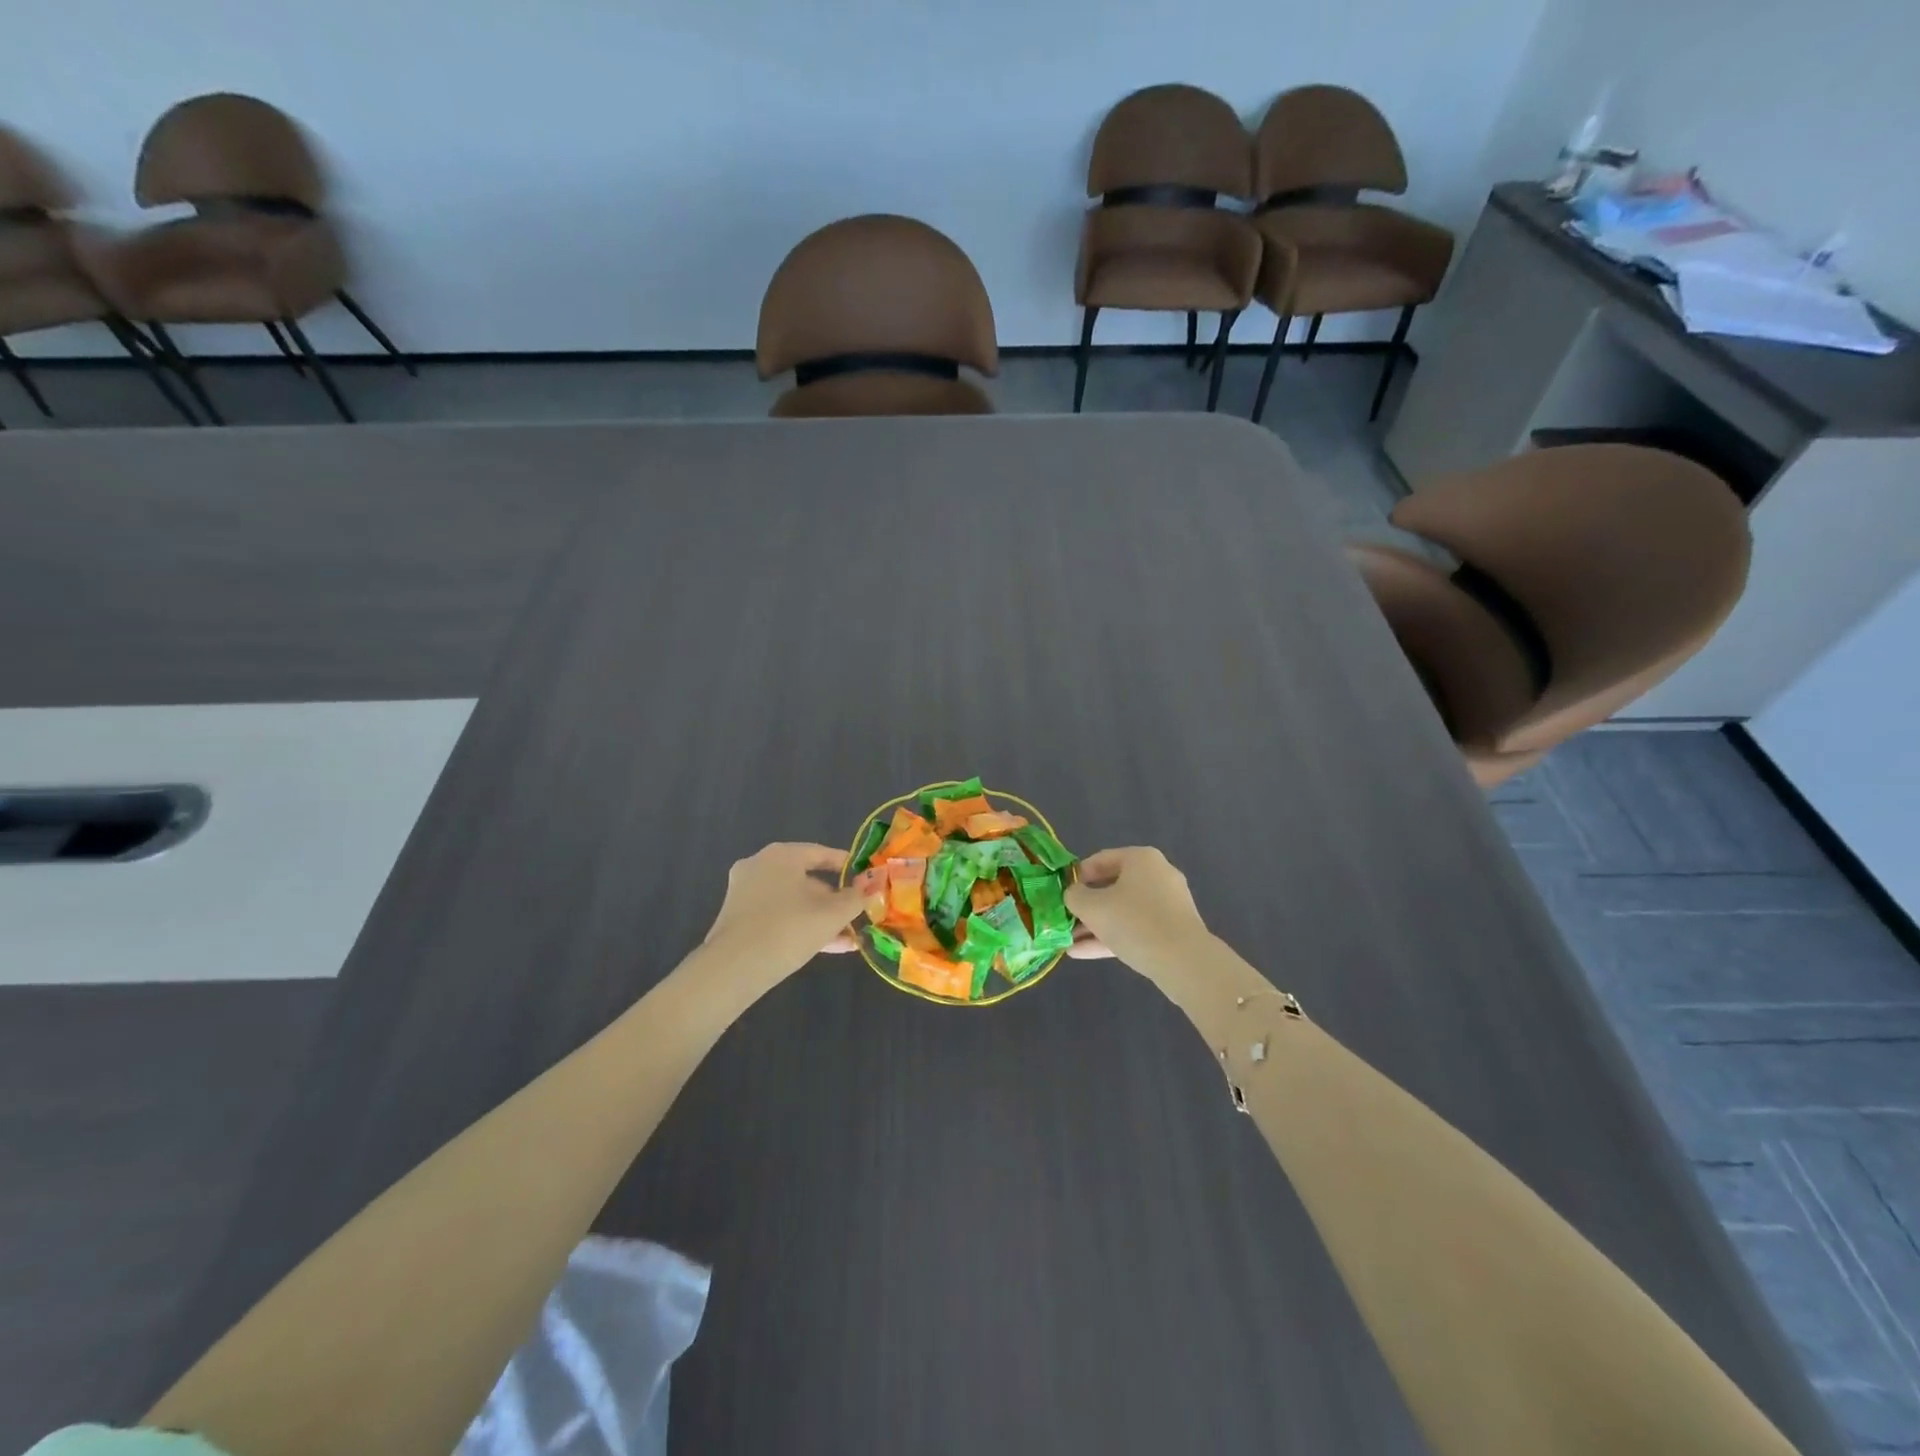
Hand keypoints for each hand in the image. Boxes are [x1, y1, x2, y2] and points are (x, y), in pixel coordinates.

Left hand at [702, 843, 864, 982]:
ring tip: (849, 939)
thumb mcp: (832, 914)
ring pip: (794, 901)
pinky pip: (778, 916)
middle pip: (808, 879)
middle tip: (857, 916)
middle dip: (835, 901)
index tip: (867, 879)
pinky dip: (801, 926)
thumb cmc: (789, 929)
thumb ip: (856, 898)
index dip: (848, 867)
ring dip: (821, 918)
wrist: (734, 969)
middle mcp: (760, 866)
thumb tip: (872, 887)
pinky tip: (828, 947)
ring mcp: (746, 892)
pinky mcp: (738, 918)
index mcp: (782, 855)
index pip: (822, 853)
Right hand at [1062, 847, 1211, 978]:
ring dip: (1095, 925)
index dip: (1076, 876)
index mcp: (1141, 859)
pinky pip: (1136, 928)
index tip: (1061, 893)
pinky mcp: (1172, 930)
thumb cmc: (1134, 922)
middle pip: (1112, 887)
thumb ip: (1074, 896)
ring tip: (1068, 940)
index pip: (1100, 860)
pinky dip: (1111, 937)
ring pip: (1123, 911)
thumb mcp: (1092, 907)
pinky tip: (1082, 953)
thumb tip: (1073, 894)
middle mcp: (1157, 875)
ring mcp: (1167, 904)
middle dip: (1086, 906)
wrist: (1184, 962)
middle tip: (1064, 919)